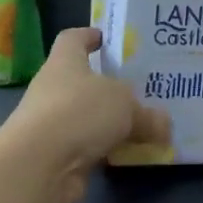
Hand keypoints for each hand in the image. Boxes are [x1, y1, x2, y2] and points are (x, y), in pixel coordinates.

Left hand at [1, 28, 170, 202]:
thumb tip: (165, 125)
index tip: (107, 40)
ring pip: (84, 116)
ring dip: (106, 122)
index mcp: (65, 61)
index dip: (89, 36)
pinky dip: (104, 151)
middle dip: (107, 85)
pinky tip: (128, 155)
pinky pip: (86, 147)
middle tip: (139, 88)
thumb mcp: (125, 105)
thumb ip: (147, 115)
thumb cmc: (79, 112)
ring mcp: (50, 124)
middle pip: (81, 80)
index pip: (73, 38)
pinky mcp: (53, 156)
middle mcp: (53, 88)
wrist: (37, 166)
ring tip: (140, 124)